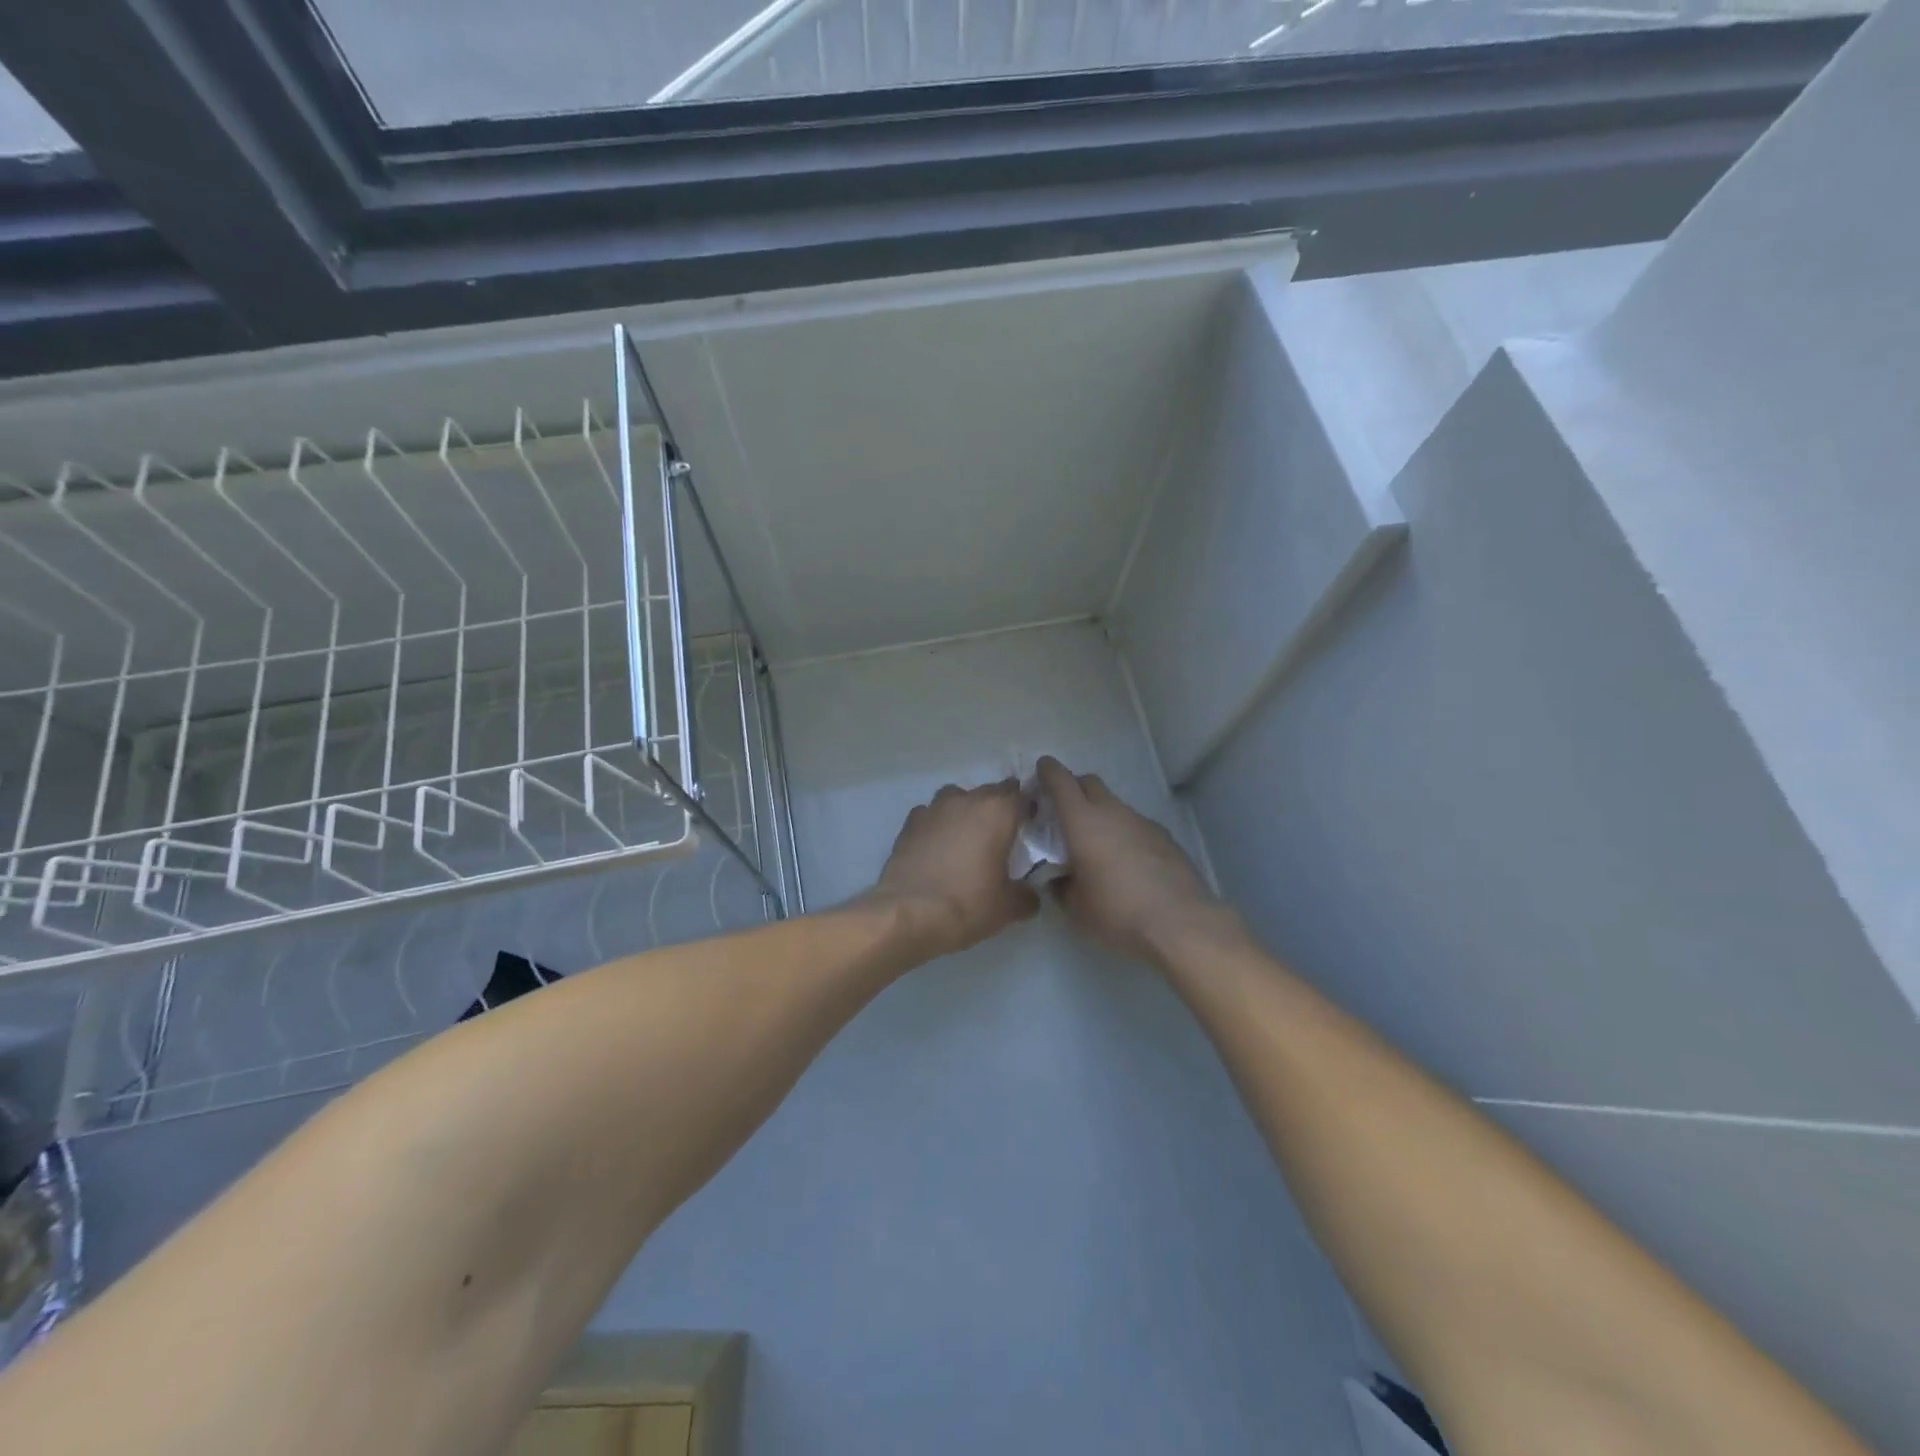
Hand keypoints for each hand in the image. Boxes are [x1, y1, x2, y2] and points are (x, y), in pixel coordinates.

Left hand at [867, 780, 1039, 956]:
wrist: (909, 914)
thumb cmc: (968, 904)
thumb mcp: (1008, 907)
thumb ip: (1026, 896)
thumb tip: (1030, 896)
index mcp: (997, 812)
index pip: (1021, 795)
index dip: (1028, 807)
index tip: (1030, 824)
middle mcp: (966, 800)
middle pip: (989, 792)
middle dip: (998, 808)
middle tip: (1002, 834)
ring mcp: (933, 809)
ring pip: (956, 797)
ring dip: (964, 810)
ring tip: (967, 836)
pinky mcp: (909, 824)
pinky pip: (930, 815)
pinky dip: (937, 824)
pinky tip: (937, 846)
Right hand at [1037, 756, 1236, 966]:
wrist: (1179, 922)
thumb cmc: (1116, 912)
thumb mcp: (1075, 907)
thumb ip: (1060, 886)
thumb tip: (1058, 878)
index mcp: (1082, 822)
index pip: (1061, 781)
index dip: (1048, 771)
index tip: (1040, 770)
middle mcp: (1113, 812)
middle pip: (1089, 783)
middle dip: (1073, 788)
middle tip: (1062, 810)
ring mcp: (1142, 822)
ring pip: (1114, 805)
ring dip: (1100, 814)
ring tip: (1095, 844)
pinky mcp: (1164, 837)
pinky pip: (1134, 825)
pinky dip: (1123, 832)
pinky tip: (1125, 862)